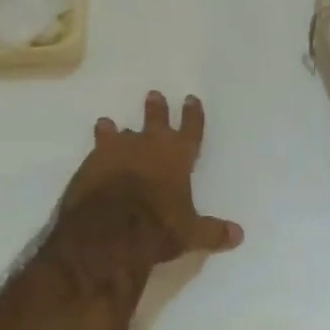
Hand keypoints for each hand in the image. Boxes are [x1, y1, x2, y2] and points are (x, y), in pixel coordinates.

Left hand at [60, 91, 244, 263]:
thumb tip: (239, 234)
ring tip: (110, 123)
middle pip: (155, 121)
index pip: (191, 130)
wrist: (107, 232)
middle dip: (156, 109)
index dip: (193, 115)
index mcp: (178, 158)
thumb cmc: (157, 228)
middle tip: (153, 95)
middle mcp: (148, 147)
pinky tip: (94, 151)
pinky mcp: (90, 165)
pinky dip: (97, 149)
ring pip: (120, 133)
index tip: (191, 99)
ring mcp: (116, 153)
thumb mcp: (190, 234)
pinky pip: (96, 150)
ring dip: (117, 129)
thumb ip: (212, 231)